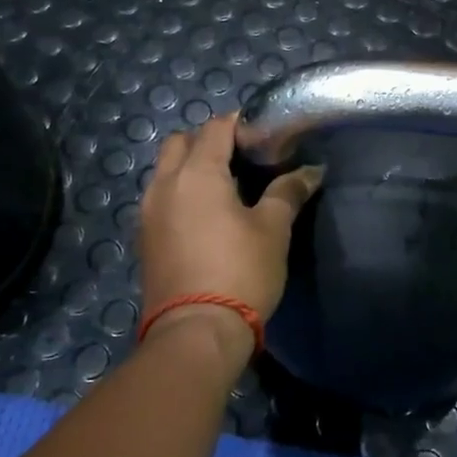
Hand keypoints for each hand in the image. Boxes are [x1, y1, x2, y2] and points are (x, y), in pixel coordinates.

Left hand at [138, 112, 322, 361]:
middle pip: (181, 142)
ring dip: (190, 166)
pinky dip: (180, 192)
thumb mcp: (273, 229)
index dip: (240, 124)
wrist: (196, 332)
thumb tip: (312, 170)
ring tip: (225, 187)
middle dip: (208, 140)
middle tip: (241, 159)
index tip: (264, 135)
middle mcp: (165, 184)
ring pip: (166, 170)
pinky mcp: (144, 238)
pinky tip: (206, 215)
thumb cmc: (240, 272)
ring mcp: (149, 212)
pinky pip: (160, 197)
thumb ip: (288, 192)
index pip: (215, 127)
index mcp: (197, 173)